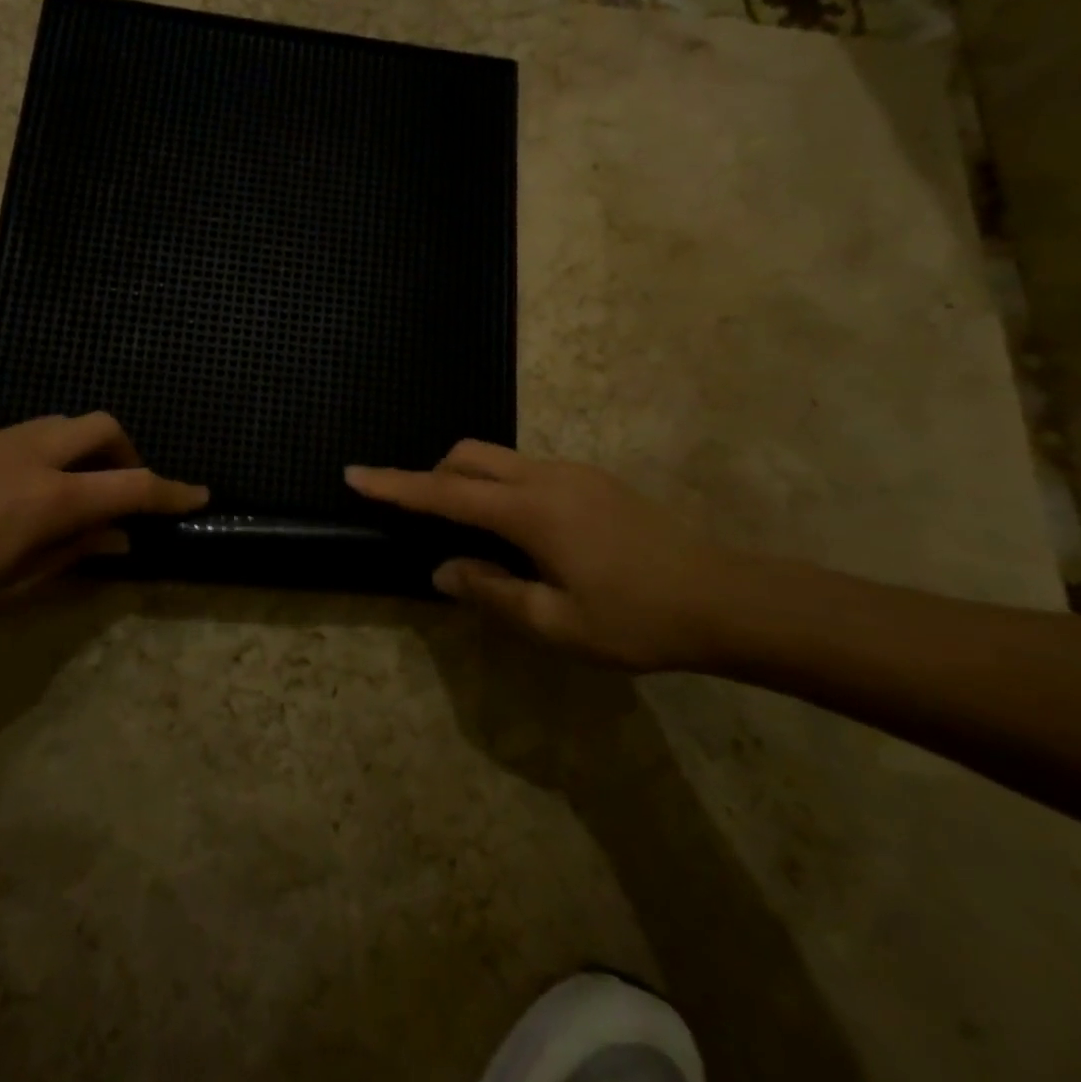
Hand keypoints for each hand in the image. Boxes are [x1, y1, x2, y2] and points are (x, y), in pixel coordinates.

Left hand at [0, 413, 207, 635]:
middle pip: (103, 427)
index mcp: (46, 500)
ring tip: (71, 496)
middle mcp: (31, 456)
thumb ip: (67, 558)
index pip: (130, 487)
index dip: (171, 492)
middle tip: (119, 494)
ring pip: (64, 424)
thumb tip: (116, 540)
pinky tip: (20, 495)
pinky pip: (29, 433)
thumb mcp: (3, 592)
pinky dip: (49, 453)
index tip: (199, 495)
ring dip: (86, 451)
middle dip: (128, 454)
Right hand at [346, 441, 736, 670]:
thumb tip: (444, 570)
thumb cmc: (637, 618)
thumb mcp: (557, 624)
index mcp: (530, 511)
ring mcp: (573, 473)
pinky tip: (524, 537)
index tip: (355, 474)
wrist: (726, 598)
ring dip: (470, 485)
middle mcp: (545, 478)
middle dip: (434, 477)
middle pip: (469, 457)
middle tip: (426, 521)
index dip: (395, 486)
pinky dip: (502, 490)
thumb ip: (492, 593)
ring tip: (478, 540)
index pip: (444, 493)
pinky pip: (526, 471)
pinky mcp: (592, 480)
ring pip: (499, 461)